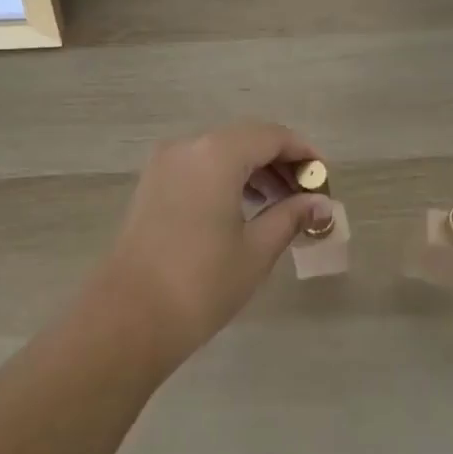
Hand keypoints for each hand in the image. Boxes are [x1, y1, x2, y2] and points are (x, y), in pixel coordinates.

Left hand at [97, 121, 334, 368]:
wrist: (129, 317)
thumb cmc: (201, 282)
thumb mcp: (256, 249)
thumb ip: (291, 216)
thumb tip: (321, 204)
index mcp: (217, 153)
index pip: (271, 136)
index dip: (302, 153)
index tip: (323, 179)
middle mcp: (188, 146)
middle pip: (245, 139)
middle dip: (279, 162)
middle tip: (306, 196)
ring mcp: (164, 163)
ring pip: (220, 151)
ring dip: (252, 170)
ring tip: (279, 205)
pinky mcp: (152, 183)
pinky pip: (199, 166)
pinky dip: (225, 177)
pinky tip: (243, 208)